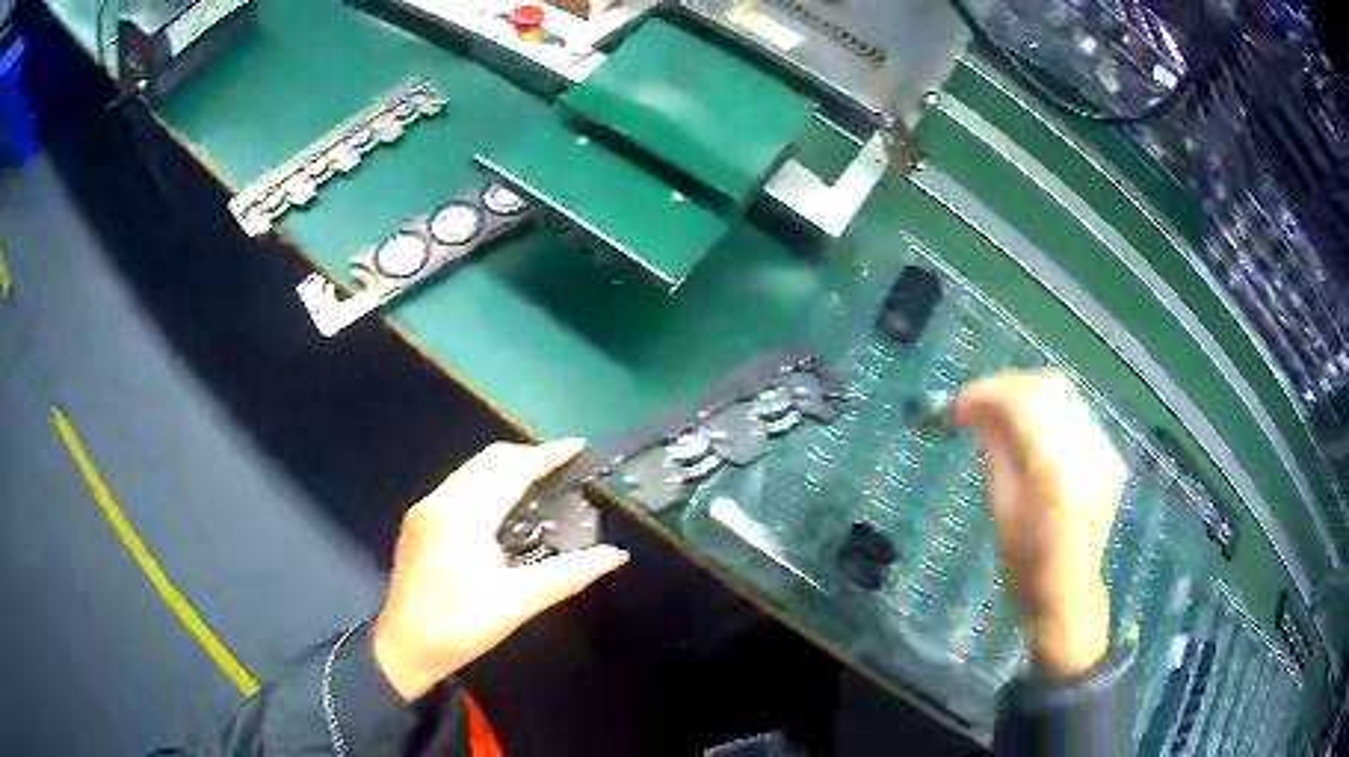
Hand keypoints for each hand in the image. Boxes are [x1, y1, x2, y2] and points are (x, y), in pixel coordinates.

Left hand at [373, 439, 629, 700]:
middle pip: (488, 461)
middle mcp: (439, 501)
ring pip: (471, 471)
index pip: (510, 470)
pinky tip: (504, 502)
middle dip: (527, 455)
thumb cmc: (460, 627)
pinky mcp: (419, 523)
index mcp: (461, 514)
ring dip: (506, 467)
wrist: (404, 648)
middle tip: (564, 463)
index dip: (545, 455)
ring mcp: (425, 510)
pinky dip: (488, 482)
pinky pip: (459, 486)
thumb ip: (568, 574)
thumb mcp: (518, 603)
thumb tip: (616, 555)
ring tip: (541, 477)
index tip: (578, 446)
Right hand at [951, 371, 1125, 680]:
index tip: (955, 405)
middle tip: (977, 403)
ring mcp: (1103, 453)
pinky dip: (1049, 413)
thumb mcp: (1000, 510)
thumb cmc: (1024, 566)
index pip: (1020, 406)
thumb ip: (995, 452)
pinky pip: (1077, 416)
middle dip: (1007, 386)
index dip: (984, 395)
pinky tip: (1031, 431)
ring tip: (1000, 411)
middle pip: (1048, 388)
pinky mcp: (1109, 458)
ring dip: (1027, 395)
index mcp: (1054, 473)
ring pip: (1065, 395)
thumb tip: (978, 412)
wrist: (1067, 593)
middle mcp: (1085, 453)